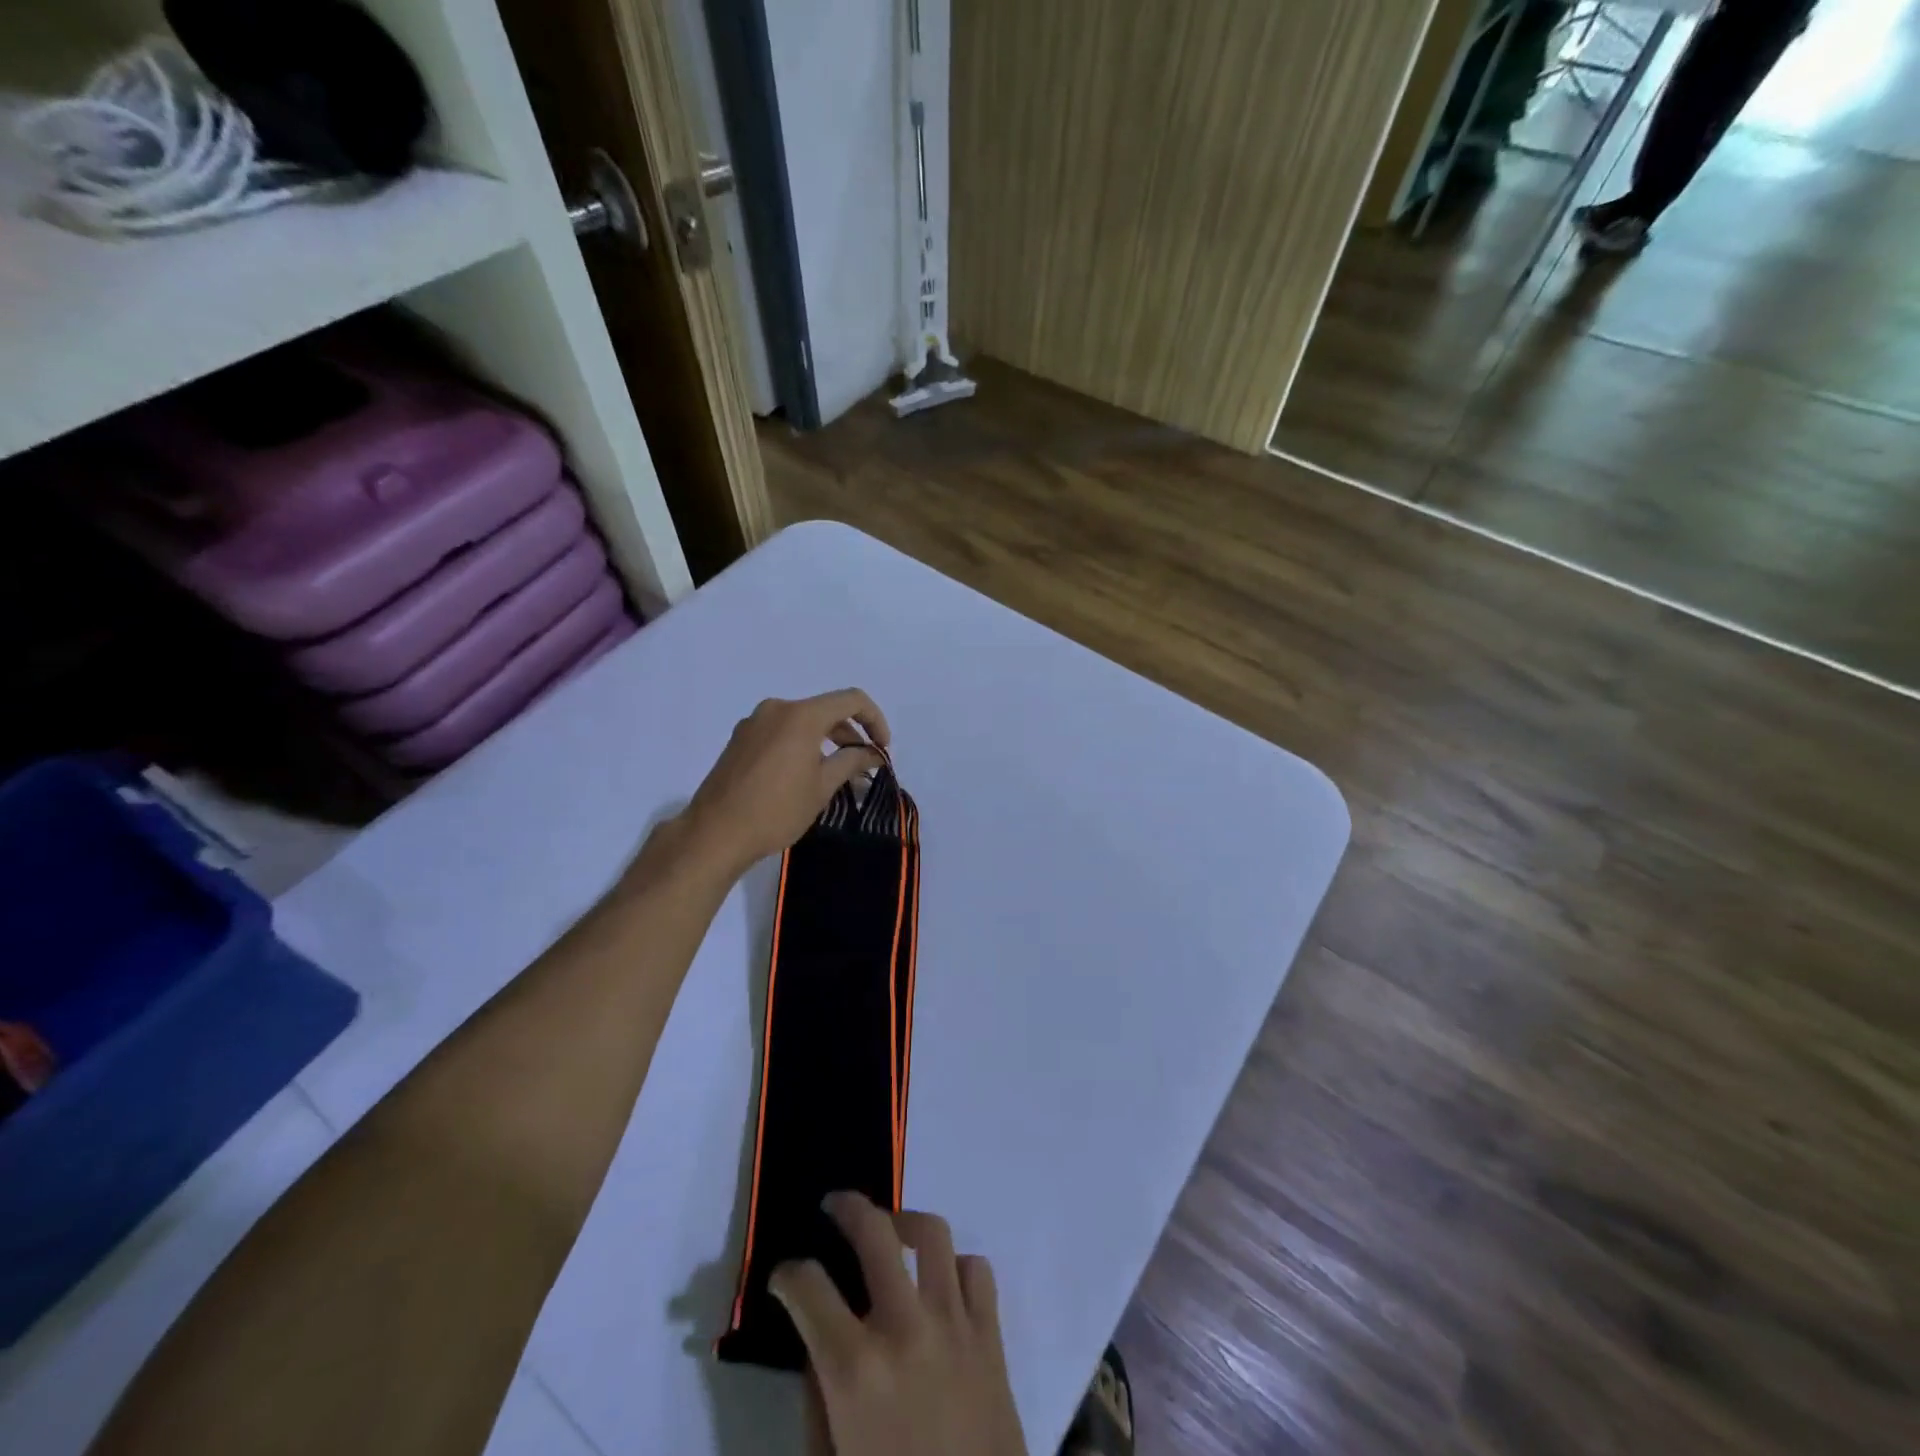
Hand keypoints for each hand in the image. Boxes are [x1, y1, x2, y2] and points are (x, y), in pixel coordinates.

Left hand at [674, 690, 890, 878]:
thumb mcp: (822, 787)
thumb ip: (852, 761)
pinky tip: (804, 774)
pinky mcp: (740, 739)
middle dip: (850, 733)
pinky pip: (781, 732)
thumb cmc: (777, 810)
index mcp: (801, 715)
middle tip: (864, 764)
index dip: (875, 720)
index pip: (851, 700)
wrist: (715, 833)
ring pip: (802, 722)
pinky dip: (801, 744)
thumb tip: (874, 753)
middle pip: (825, 710)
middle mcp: (776, 709)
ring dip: (825, 740)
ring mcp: (754, 723)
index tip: (882, 748)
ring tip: (837, 772)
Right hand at [773, 1192, 1027, 1455]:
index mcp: (855, 1369)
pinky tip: (941, 1281)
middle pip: (874, 1232)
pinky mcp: (990, 1333)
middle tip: (834, 1205)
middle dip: (847, 1208)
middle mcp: (904, 1328)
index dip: (787, 1275)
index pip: (808, 1288)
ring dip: (905, 1221)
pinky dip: (956, 1265)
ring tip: (892, 1229)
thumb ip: (818, 1399)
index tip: (783, 1276)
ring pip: (932, 1232)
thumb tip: (816, 1344)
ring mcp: (953, 1323)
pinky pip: (975, 1269)